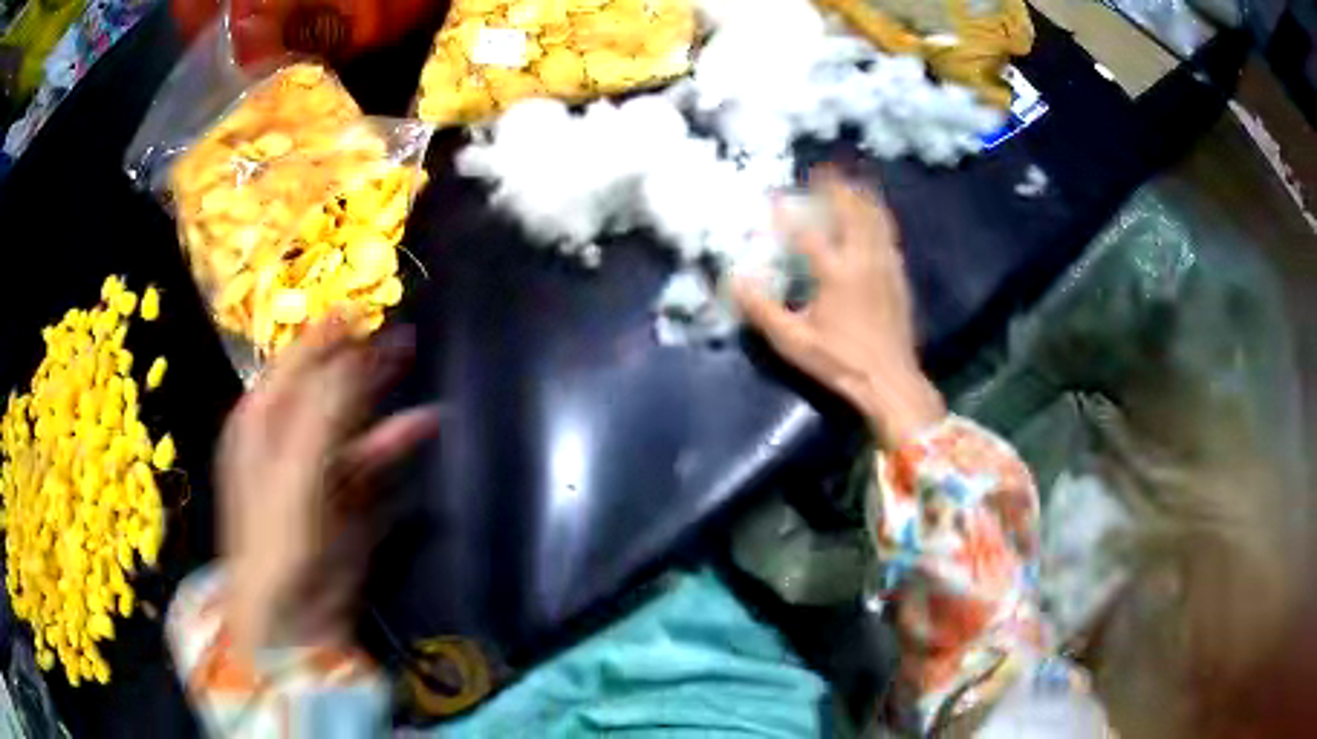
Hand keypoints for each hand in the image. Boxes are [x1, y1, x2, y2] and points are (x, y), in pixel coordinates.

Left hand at [217, 315, 438, 659]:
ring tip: (411, 359)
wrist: (293, 615)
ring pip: (351, 418)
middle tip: (395, 329)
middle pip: (324, 383)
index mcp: (261, 420)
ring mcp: (318, 467)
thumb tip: (354, 353)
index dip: (325, 333)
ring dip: (380, 393)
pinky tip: (423, 423)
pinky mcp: (345, 497)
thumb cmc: (279, 537)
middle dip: (358, 356)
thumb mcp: (294, 469)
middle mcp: (286, 436)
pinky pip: (371, 457)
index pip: (294, 361)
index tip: (361, 305)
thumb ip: (323, 410)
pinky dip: (395, 440)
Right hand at [734, 168, 944, 447]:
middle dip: (836, 188)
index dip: (788, 212)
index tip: (774, 197)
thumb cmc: (839, 362)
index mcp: (835, 273)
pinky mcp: (898, 275)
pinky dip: (877, 217)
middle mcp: (863, 259)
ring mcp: (885, 265)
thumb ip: (762, 310)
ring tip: (849, 182)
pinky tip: (873, 217)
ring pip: (875, 218)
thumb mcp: (793, 342)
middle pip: (851, 211)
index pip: (807, 232)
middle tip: (820, 172)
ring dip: (860, 197)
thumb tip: (736, 281)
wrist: (890, 380)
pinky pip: (888, 234)